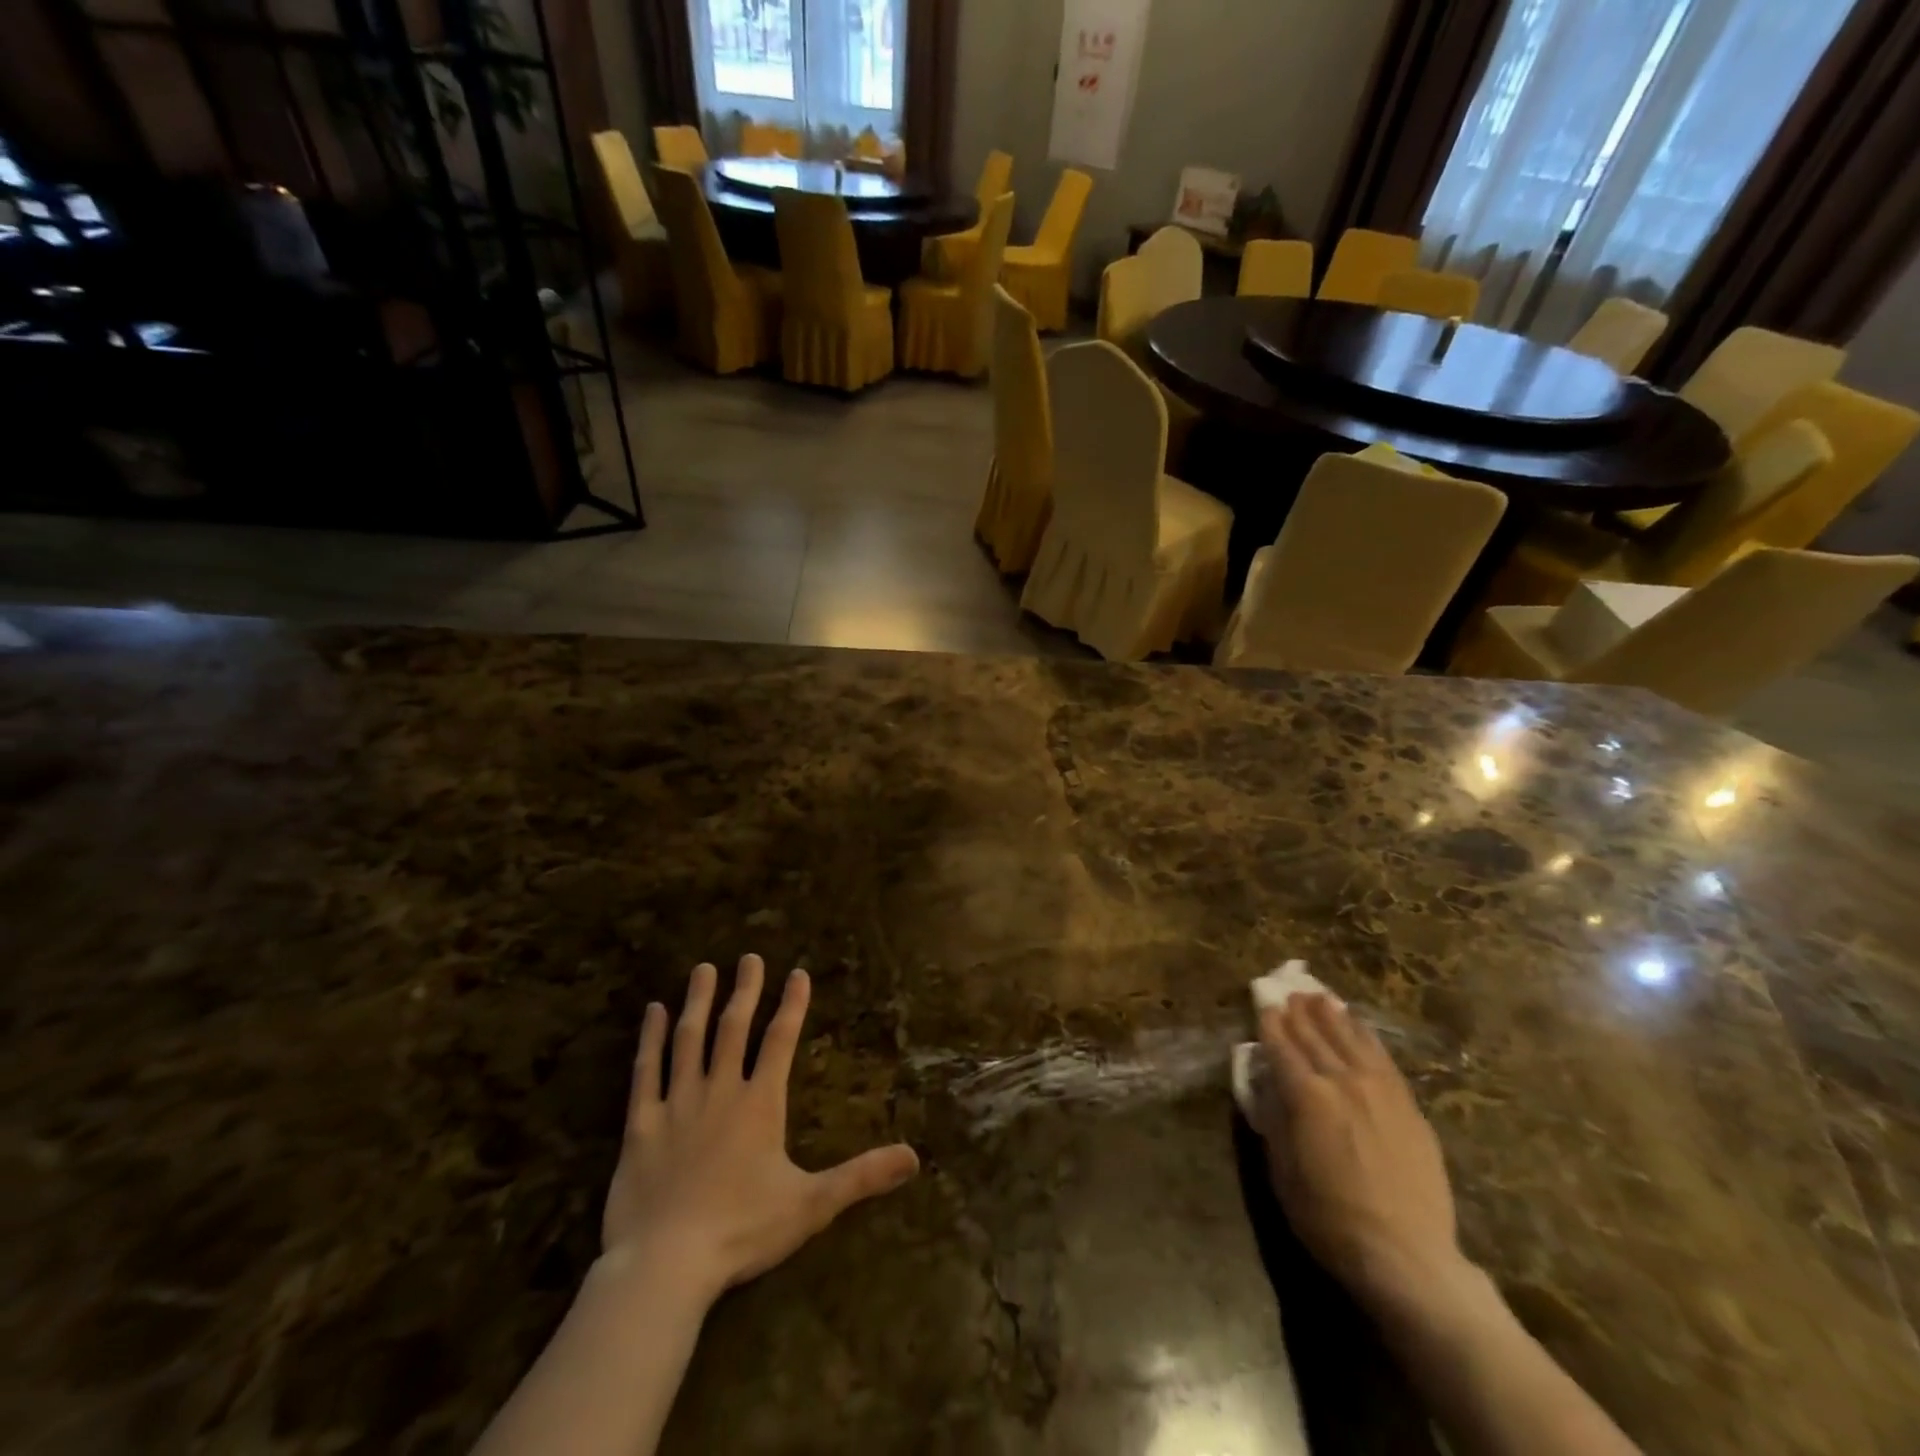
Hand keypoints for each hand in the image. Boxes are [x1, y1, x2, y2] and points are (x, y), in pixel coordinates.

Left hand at [600, 955, 919, 1304]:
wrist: (665, 1265)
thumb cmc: (742, 1231)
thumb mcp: (811, 1205)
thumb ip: (862, 1176)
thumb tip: (914, 1157)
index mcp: (760, 1104)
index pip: (781, 1040)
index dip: (792, 1004)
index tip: (797, 973)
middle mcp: (720, 1091)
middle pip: (734, 1028)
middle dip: (745, 990)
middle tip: (749, 957)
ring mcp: (677, 1104)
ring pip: (689, 1039)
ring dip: (698, 1002)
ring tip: (703, 969)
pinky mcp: (641, 1125)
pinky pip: (646, 1072)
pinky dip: (650, 1039)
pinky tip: (652, 1012)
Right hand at [1254, 994, 1469, 1316]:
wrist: (1406, 1257)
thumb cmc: (1330, 1219)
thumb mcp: (1282, 1172)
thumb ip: (1274, 1120)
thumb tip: (1267, 1085)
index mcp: (1306, 1096)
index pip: (1282, 1047)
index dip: (1271, 1025)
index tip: (1264, 1006)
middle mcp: (1341, 1081)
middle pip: (1314, 1036)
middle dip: (1298, 1013)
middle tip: (1288, 993)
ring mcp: (1379, 1090)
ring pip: (1350, 1039)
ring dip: (1332, 1016)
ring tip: (1320, 997)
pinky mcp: (1408, 1105)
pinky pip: (1383, 1058)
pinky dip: (1366, 1037)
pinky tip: (1359, 1026)